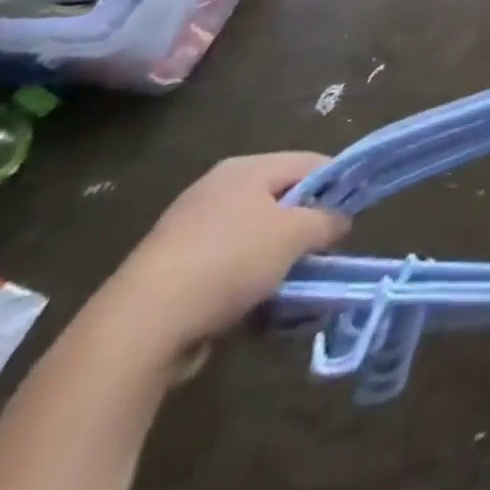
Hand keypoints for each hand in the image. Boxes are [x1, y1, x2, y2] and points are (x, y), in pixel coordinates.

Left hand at [101, 153, 349, 361]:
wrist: (139, 327)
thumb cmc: (230, 262)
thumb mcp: (296, 235)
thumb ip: (327, 220)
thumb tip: (341, 220)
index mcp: (247, 168)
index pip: (311, 162)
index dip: (338, 185)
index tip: (350, 218)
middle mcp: (217, 189)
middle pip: (282, 200)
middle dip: (304, 228)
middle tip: (322, 255)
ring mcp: (190, 229)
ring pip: (255, 237)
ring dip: (277, 261)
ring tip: (291, 289)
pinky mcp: (172, 270)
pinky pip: (226, 267)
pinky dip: (246, 283)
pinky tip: (254, 310)